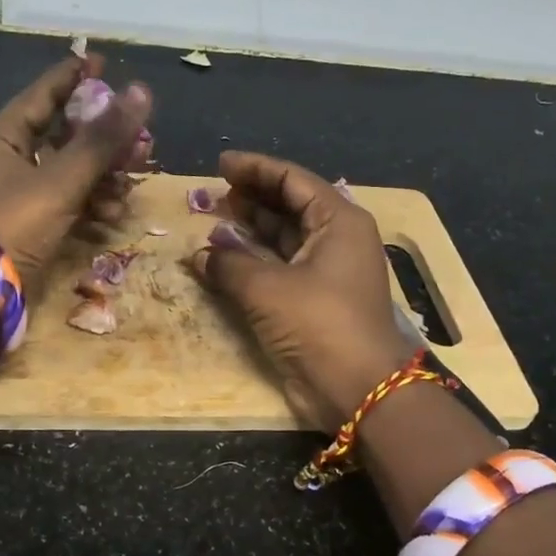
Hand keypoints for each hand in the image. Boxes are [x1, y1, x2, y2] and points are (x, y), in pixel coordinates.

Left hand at [0, 55, 153, 296]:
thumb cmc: (12, 225)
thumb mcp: (60, 180)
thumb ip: (101, 140)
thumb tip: (141, 92)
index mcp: (2, 139)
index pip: (42, 96)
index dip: (73, 77)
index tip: (102, 62)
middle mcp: (8, 162)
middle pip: (62, 136)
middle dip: (102, 138)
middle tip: (138, 137)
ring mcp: (18, 196)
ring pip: (68, 173)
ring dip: (102, 176)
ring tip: (131, 183)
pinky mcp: (29, 227)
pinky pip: (65, 204)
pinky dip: (89, 206)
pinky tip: (112, 215)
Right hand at [190, 150, 416, 429]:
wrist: (357, 390)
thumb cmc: (318, 324)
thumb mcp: (267, 288)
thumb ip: (228, 264)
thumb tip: (199, 255)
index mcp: (339, 221)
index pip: (293, 180)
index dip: (255, 169)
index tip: (220, 165)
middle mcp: (336, 240)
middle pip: (289, 206)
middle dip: (250, 199)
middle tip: (211, 195)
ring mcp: (327, 272)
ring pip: (283, 238)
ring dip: (249, 230)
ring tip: (212, 220)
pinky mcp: (314, 301)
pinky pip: (280, 268)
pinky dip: (253, 261)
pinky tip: (222, 259)